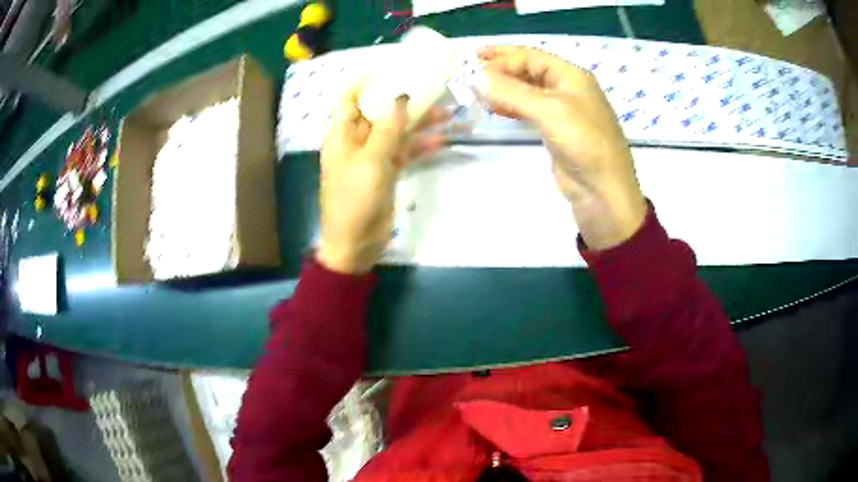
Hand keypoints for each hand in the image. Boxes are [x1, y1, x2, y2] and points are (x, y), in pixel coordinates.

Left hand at [317, 84, 446, 274]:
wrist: (355, 243)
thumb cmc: (355, 200)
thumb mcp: (371, 160)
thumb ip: (388, 128)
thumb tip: (401, 97)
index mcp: (342, 133)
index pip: (349, 97)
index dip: (366, 80)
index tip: (392, 68)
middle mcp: (356, 140)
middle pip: (379, 111)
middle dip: (404, 99)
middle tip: (432, 87)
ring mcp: (373, 156)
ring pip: (397, 131)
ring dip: (420, 124)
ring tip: (448, 114)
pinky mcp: (386, 172)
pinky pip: (404, 152)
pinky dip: (421, 147)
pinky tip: (442, 141)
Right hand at [477, 45, 646, 250]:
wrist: (602, 190)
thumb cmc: (583, 142)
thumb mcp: (549, 110)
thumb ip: (512, 92)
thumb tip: (476, 78)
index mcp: (572, 76)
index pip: (532, 57)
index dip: (503, 55)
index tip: (474, 62)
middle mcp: (568, 88)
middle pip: (529, 70)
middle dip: (502, 69)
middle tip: (473, 71)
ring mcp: (563, 111)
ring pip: (528, 91)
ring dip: (504, 88)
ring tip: (479, 92)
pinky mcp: (556, 131)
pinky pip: (529, 110)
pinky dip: (511, 107)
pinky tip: (496, 109)